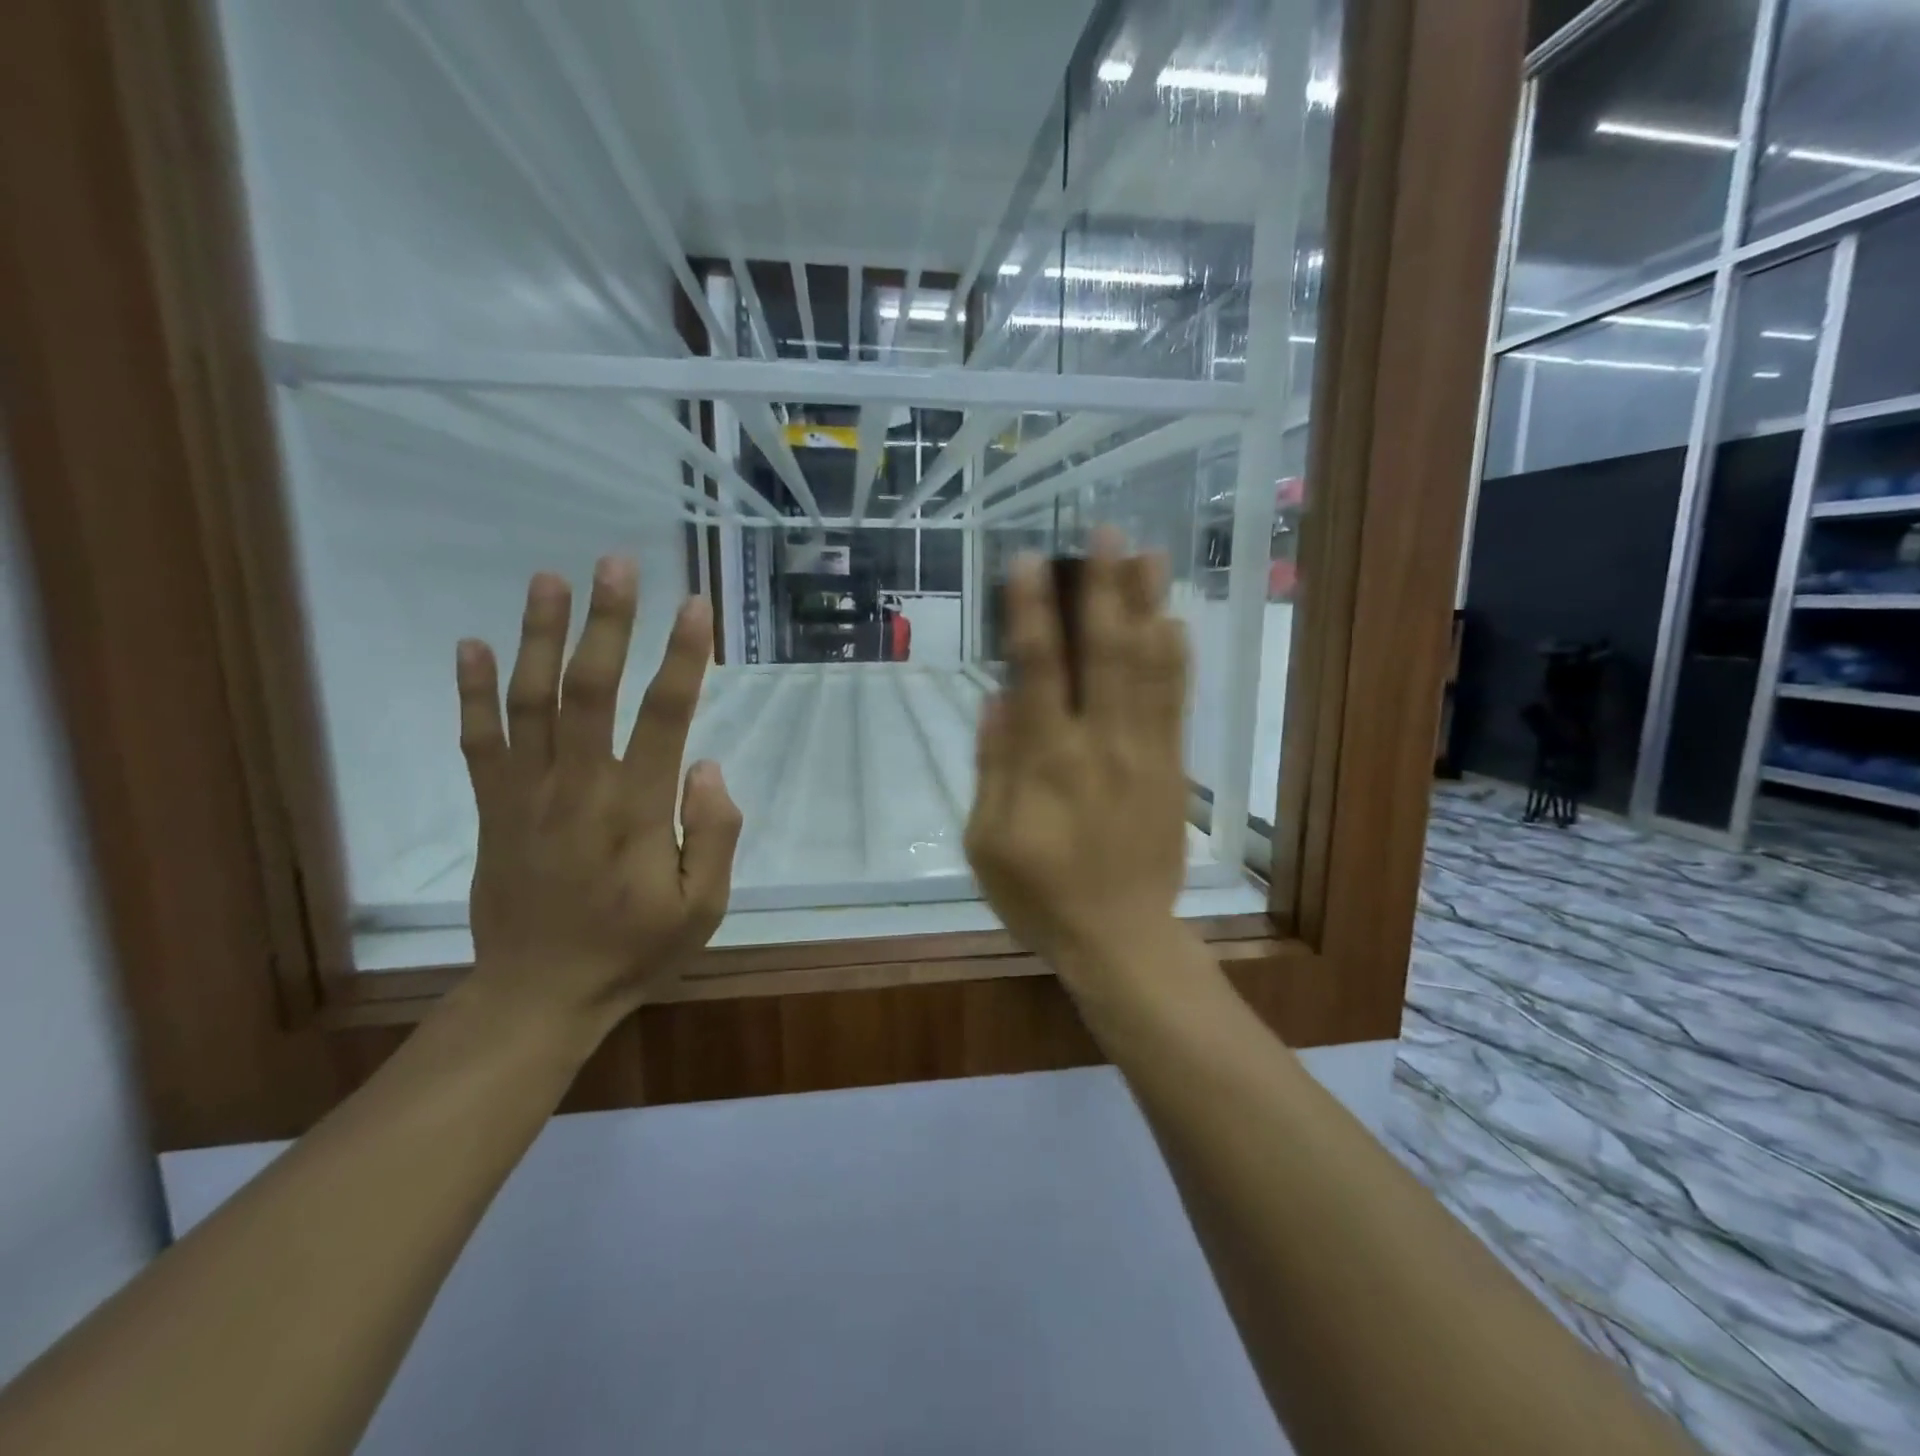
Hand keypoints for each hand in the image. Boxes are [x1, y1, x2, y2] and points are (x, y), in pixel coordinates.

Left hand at [454, 558, 741, 1025]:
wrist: (538, 995)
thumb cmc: (633, 951)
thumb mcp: (703, 907)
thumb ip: (715, 834)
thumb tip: (706, 765)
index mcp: (637, 810)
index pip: (663, 716)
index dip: (682, 657)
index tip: (695, 606)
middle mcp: (579, 788)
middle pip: (590, 689)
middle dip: (607, 622)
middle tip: (617, 563)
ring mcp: (527, 795)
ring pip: (530, 702)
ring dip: (540, 636)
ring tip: (550, 578)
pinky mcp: (494, 809)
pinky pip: (478, 742)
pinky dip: (473, 692)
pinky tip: (473, 644)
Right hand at [965, 529, 1190, 980]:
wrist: (1120, 937)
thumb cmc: (1040, 894)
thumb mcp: (987, 841)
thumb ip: (993, 766)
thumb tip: (998, 698)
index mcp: (1047, 761)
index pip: (1039, 669)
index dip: (1032, 611)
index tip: (1029, 562)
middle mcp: (1100, 743)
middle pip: (1105, 651)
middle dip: (1103, 587)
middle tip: (1106, 530)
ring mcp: (1144, 753)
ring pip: (1148, 667)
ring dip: (1147, 607)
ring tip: (1148, 554)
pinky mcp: (1173, 768)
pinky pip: (1176, 703)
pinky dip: (1175, 658)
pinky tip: (1173, 622)